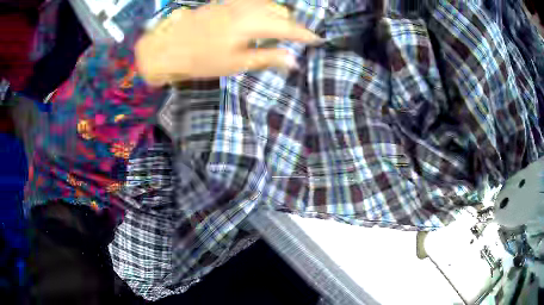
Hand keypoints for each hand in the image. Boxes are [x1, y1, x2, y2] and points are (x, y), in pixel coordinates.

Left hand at [135, 0, 322, 85]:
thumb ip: (268, 58)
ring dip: (278, 15)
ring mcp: (234, 3)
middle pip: (280, 11)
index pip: (288, 26)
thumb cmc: (201, 60)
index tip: (317, 40)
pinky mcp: (225, 3)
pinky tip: (260, 17)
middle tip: (297, 38)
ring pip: (267, 4)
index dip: (305, 34)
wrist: (167, 47)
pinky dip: (263, 8)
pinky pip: (252, 2)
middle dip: (292, 24)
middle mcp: (247, 7)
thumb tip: (294, 60)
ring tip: (280, 29)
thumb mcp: (236, 63)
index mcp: (252, 23)